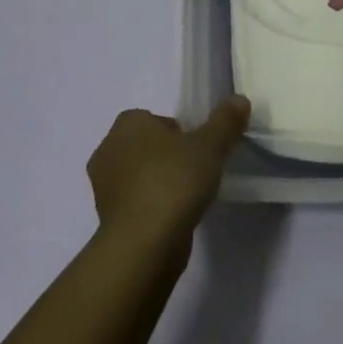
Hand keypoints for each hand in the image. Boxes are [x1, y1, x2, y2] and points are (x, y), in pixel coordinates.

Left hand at [86, 98, 249, 264]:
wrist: (144, 244)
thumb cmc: (173, 181)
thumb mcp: (210, 146)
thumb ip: (225, 121)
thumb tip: (239, 99)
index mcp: (128, 124)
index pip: (152, 118)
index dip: (176, 130)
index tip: (197, 147)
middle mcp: (108, 149)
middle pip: (144, 145)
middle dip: (166, 155)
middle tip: (195, 170)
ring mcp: (103, 187)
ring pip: (137, 175)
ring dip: (158, 182)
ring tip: (188, 196)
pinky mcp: (107, 219)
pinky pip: (134, 203)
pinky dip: (151, 206)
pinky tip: (174, 218)